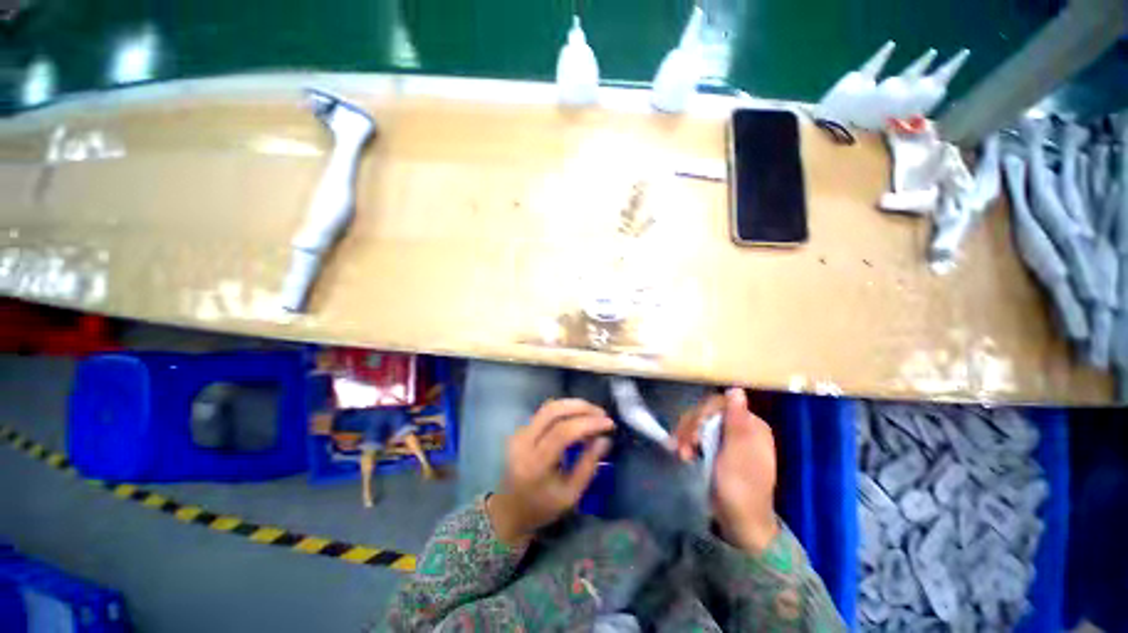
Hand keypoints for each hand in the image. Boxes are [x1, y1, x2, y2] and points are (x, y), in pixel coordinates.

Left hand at [487, 399, 613, 545]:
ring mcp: (519, 433)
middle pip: (553, 411)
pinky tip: (578, 417)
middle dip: (581, 407)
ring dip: (574, 405)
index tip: (609, 424)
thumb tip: (605, 439)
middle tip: (602, 414)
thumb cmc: (542, 508)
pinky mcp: (520, 428)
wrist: (509, 510)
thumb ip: (588, 465)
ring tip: (593, 414)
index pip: (563, 432)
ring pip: (549, 406)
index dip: (588, 423)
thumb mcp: (570, 495)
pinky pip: (545, 411)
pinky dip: (565, 410)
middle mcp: (523, 442)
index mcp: (535, 464)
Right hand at [673, 388, 779, 552]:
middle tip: (684, 447)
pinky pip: (697, 435)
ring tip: (681, 454)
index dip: (703, 413)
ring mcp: (727, 439)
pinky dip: (687, 442)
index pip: (721, 404)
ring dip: (686, 435)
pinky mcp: (716, 449)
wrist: (739, 523)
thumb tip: (736, 388)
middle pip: (708, 412)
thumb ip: (736, 421)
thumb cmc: (740, 489)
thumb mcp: (737, 454)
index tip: (694, 433)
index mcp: (752, 426)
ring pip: (699, 422)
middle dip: (692, 427)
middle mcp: (740, 428)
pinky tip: (682, 453)